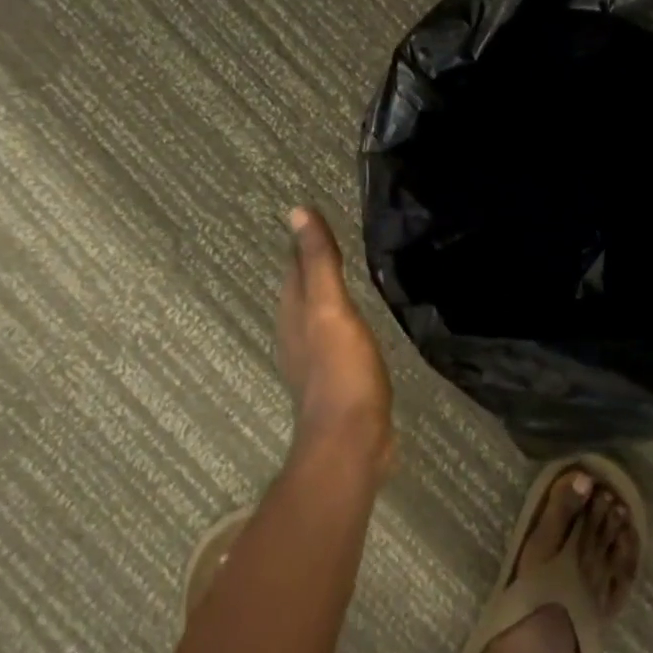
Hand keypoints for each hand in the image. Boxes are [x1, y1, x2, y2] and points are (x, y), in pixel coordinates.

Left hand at [277, 207, 394, 479]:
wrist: (351, 441)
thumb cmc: (341, 370)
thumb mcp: (331, 308)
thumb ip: (318, 262)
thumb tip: (297, 211)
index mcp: (293, 312)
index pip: (296, 264)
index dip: (306, 240)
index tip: (321, 215)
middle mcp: (297, 333)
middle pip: (303, 288)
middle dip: (314, 264)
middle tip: (339, 238)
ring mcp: (315, 360)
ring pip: (317, 313)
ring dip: (328, 293)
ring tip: (350, 275)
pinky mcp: (336, 379)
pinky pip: (335, 337)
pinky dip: (342, 321)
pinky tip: (358, 324)